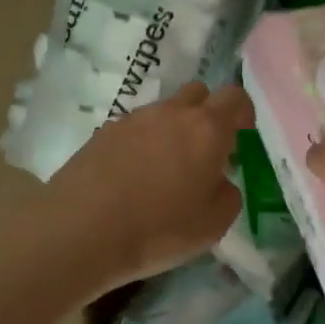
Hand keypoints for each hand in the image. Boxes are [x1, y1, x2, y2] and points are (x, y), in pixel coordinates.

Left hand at [47, 82, 251, 293]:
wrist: (82, 229)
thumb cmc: (159, 229)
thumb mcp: (213, 225)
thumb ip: (228, 195)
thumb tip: (220, 182)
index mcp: (206, 129)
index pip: (234, 97)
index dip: (242, 113)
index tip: (241, 137)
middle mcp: (170, 113)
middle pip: (197, 94)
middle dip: (206, 115)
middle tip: (204, 152)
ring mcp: (132, 120)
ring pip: (162, 112)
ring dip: (171, 131)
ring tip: (164, 171)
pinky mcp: (101, 134)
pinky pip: (133, 129)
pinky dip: (140, 145)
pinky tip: (132, 177)